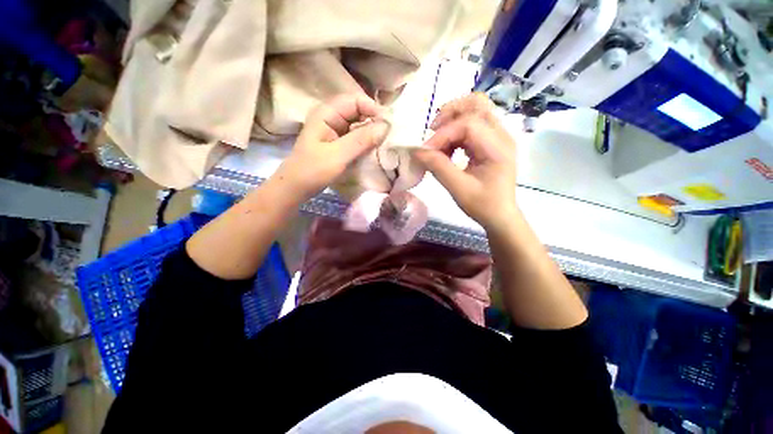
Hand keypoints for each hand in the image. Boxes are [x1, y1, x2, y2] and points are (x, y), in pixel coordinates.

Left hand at [271, 94, 390, 202]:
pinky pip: (356, 136)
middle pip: (358, 111)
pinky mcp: (339, 142)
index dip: (373, 109)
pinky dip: (366, 141)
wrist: (297, 187)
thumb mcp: (337, 155)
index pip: (355, 101)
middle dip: (374, 121)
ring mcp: (335, 130)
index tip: (388, 125)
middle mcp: (331, 117)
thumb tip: (385, 126)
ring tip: (385, 142)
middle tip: (389, 135)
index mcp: (326, 113)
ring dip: (372, 132)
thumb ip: (361, 140)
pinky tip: (374, 148)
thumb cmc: (313, 170)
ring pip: (359, 124)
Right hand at [414, 93, 517, 231]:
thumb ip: (438, 168)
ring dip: (452, 119)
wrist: (500, 215)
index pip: (468, 124)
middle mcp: (501, 135)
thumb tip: (418, 151)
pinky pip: (473, 124)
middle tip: (432, 130)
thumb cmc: (483, 205)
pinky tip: (448, 148)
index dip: (443, 134)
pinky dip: (456, 130)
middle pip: (476, 104)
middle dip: (450, 113)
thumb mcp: (459, 189)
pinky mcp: (491, 142)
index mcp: (497, 147)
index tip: (426, 151)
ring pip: (475, 110)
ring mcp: (498, 136)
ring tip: (439, 141)